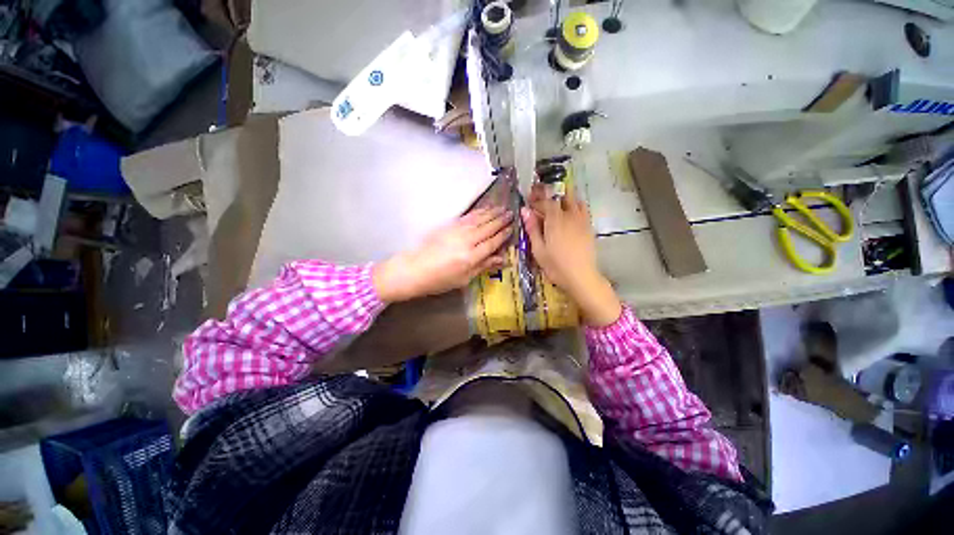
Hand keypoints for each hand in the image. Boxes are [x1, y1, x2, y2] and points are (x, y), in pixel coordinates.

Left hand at [373, 207, 512, 302]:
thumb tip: (502, 259)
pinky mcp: (448, 225)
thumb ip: (484, 266)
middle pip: (488, 227)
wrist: (415, 269)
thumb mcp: (464, 279)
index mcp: (472, 256)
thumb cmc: (440, 279)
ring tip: (501, 207)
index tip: (512, 228)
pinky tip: (483, 209)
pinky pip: (467, 216)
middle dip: (500, 220)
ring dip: (491, 212)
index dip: (503, 235)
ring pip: (479, 219)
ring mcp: (457, 231)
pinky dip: (477, 212)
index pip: (493, 242)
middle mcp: (467, 240)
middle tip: (511, 213)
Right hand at [521, 187, 620, 326]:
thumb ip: (532, 228)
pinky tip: (569, 215)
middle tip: (542, 202)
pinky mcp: (589, 227)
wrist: (581, 276)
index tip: (529, 202)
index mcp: (555, 220)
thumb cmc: (555, 265)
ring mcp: (582, 220)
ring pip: (574, 200)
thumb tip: (524, 210)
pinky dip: (575, 206)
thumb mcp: (538, 249)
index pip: (545, 201)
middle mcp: (569, 215)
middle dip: (550, 195)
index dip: (536, 200)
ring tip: (556, 205)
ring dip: (564, 199)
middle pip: (561, 196)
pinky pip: (583, 209)